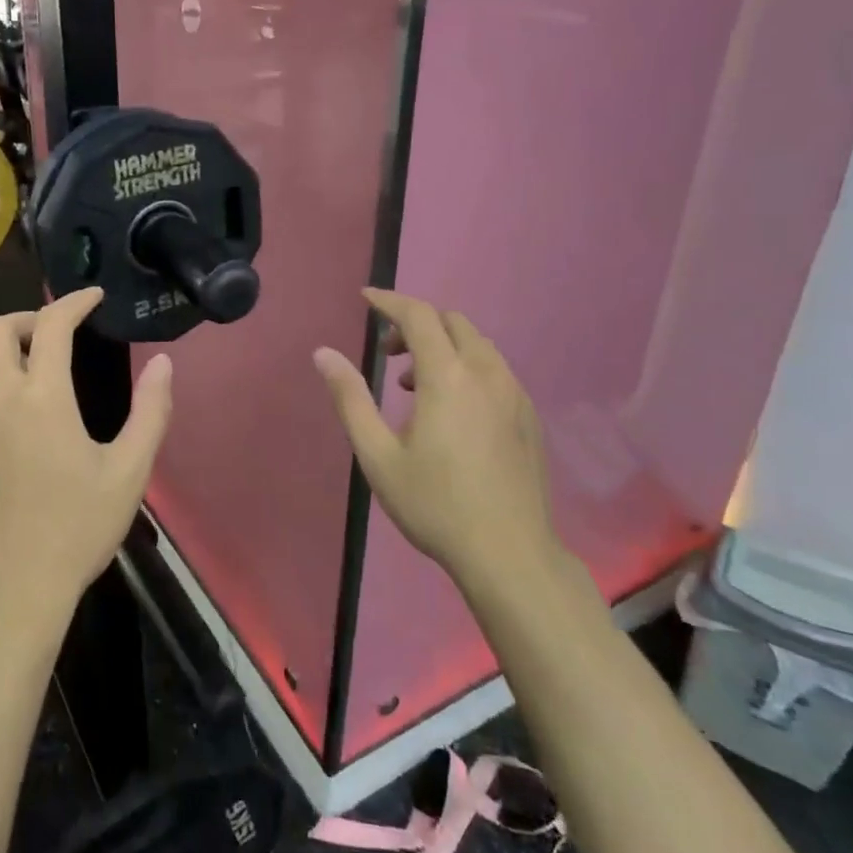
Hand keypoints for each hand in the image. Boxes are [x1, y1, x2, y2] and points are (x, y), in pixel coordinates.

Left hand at [0, 288, 172, 633]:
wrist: (17, 587)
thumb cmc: (79, 528)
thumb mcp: (130, 471)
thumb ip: (151, 411)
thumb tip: (163, 362)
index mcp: (44, 398)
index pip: (52, 325)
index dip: (74, 302)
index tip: (92, 298)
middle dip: (29, 319)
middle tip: (56, 335)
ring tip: (22, 365)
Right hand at [314, 289, 559, 593]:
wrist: (509, 554)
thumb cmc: (435, 504)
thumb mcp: (378, 455)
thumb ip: (350, 398)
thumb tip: (323, 354)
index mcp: (448, 377)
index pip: (418, 315)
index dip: (389, 301)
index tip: (365, 298)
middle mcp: (487, 374)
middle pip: (452, 322)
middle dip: (415, 323)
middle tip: (387, 354)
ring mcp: (515, 394)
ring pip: (477, 344)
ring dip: (442, 345)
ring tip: (414, 384)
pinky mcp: (529, 416)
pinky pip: (495, 369)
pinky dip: (467, 366)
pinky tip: (452, 408)